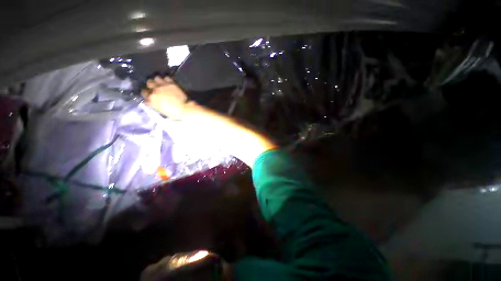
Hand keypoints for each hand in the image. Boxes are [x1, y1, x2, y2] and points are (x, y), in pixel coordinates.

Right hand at [141, 76, 187, 118]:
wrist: (183, 108)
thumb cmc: (172, 112)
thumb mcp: (160, 110)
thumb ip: (153, 104)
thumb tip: (148, 101)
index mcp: (151, 98)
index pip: (144, 92)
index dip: (147, 93)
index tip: (150, 94)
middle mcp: (156, 90)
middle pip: (149, 83)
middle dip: (151, 85)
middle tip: (155, 87)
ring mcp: (163, 86)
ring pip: (156, 78)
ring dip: (158, 81)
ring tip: (161, 83)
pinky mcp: (171, 84)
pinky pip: (166, 78)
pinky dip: (166, 79)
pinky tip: (168, 82)